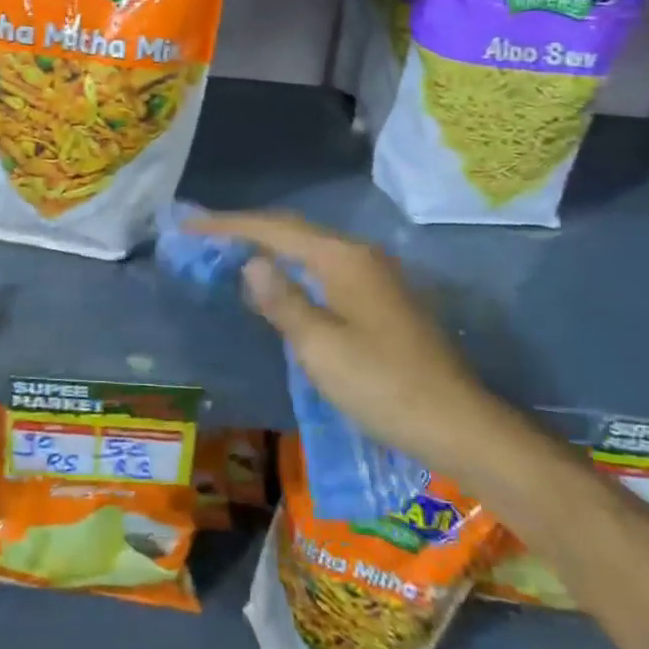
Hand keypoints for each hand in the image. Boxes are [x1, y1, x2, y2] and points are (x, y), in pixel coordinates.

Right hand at [191, 210, 483, 470]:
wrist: (458, 424)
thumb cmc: (382, 385)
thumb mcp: (320, 347)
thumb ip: (282, 300)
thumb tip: (251, 262)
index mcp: (342, 258)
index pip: (275, 229)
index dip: (229, 225)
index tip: (190, 224)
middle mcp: (361, 255)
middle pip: (294, 231)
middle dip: (248, 230)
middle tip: (205, 235)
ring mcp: (377, 275)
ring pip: (312, 249)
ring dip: (272, 248)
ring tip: (233, 254)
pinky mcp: (384, 299)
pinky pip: (326, 268)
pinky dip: (294, 268)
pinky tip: (282, 286)